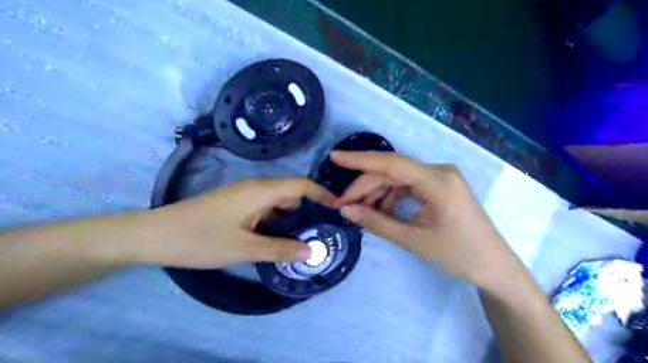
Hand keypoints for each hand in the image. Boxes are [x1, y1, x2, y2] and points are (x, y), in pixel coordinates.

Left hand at [130, 179, 336, 269]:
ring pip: (277, 202)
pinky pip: (264, 208)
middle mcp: (255, 188)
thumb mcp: (245, 248)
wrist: (154, 235)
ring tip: (304, 238)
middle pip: (291, 193)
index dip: (322, 194)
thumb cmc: (201, 239)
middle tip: (322, 231)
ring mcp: (244, 195)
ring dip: (291, 218)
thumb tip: (312, 251)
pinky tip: (277, 238)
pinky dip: (275, 221)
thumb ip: (280, 249)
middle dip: (308, 210)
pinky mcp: (235, 204)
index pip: (301, 185)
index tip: (338, 208)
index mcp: (261, 191)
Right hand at [332, 151, 519, 287]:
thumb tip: (345, 210)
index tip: (334, 157)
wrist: (494, 267)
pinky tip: (382, 211)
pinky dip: (392, 197)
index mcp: (437, 181)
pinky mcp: (440, 186)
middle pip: (392, 172)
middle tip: (343, 205)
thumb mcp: (413, 240)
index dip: (360, 160)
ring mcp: (441, 178)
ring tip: (361, 211)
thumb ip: (376, 222)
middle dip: (365, 187)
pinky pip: (409, 186)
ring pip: (398, 179)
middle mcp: (439, 171)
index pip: (391, 163)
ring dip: (378, 193)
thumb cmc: (458, 255)